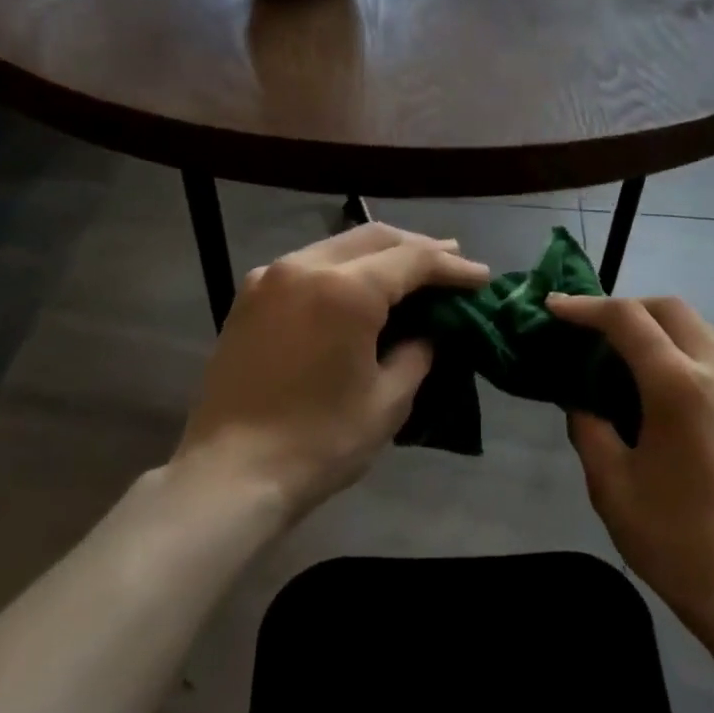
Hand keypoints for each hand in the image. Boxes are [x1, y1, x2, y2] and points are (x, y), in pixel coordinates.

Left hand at [171, 223, 488, 520]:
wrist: (231, 474)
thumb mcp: (388, 401)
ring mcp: (270, 277)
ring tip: (411, 270)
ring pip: (338, 246)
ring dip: (379, 254)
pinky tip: (357, 286)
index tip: (482, 278)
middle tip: (452, 262)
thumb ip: (417, 353)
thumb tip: (428, 332)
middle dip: (418, 247)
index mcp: (345, 290)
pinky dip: (342, 268)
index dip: (453, 268)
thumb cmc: (320, 442)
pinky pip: (307, 265)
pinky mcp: (248, 297)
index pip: (413, 261)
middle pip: (374, 238)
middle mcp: (305, 267)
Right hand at [547, 293, 713, 638]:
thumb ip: (588, 427)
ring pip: (700, 329)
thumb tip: (581, 399)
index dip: (585, 308)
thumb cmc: (673, 540)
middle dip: (626, 308)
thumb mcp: (610, 484)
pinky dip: (686, 353)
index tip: (554, 309)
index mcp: (680, 386)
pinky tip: (667, 388)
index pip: (627, 320)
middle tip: (591, 331)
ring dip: (659, 329)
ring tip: (625, 358)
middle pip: (671, 308)